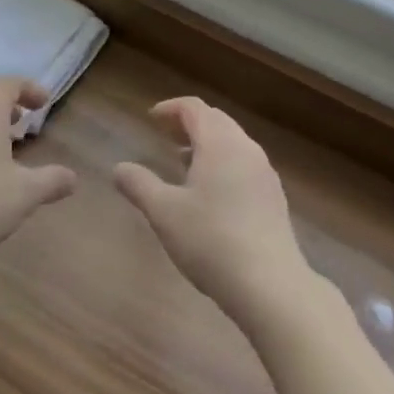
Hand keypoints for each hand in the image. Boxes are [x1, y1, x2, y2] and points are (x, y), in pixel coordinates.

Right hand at [114, 96, 312, 325]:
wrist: (270, 285)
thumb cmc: (211, 241)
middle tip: (165, 136)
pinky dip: (224, 163)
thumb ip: (139, 185)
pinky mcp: (274, 197)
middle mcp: (246, 148)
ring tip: (183, 163)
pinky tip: (212, 193)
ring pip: (233, 142)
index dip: (171, 108)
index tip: (152, 118)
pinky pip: (245, 163)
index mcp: (219, 143)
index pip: (194, 108)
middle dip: (189, 123)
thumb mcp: (164, 213)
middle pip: (216, 120)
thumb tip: (119, 168)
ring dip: (207, 144)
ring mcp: (264, 172)